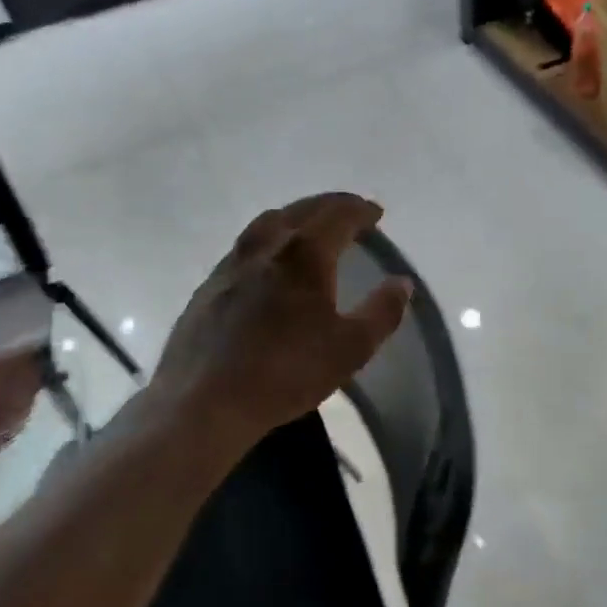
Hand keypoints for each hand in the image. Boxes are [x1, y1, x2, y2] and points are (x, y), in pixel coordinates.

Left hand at [151, 193, 412, 441]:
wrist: (204, 401)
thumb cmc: (286, 372)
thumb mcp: (350, 349)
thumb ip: (381, 312)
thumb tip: (402, 283)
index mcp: (305, 254)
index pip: (338, 215)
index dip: (361, 210)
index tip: (376, 213)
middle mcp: (267, 246)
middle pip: (302, 210)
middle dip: (330, 205)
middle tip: (350, 211)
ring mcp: (232, 263)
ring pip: (268, 223)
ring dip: (296, 215)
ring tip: (310, 226)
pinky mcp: (209, 285)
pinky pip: (246, 245)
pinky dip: (269, 239)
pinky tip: (268, 261)